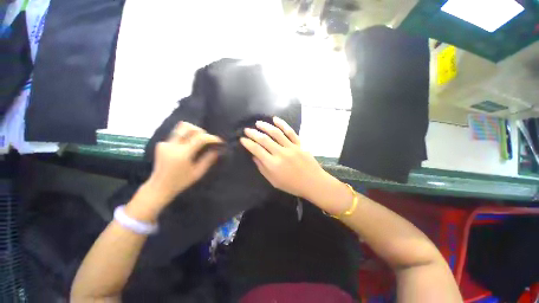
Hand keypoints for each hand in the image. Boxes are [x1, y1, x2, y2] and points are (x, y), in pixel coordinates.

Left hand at [146, 122, 222, 203]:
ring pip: (180, 128)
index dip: (211, 138)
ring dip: (192, 131)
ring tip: (198, 140)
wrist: (159, 186)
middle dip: (201, 131)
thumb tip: (217, 150)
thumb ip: (208, 160)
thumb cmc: (180, 182)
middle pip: (188, 127)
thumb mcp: (198, 173)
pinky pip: (176, 135)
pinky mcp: (161, 144)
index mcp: (182, 154)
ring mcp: (165, 144)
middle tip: (207, 139)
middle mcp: (172, 146)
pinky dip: (186, 137)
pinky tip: (188, 146)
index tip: (219, 141)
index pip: (200, 138)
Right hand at [240, 117, 331, 199]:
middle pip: (264, 139)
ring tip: (258, 123)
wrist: (313, 182)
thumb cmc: (292, 185)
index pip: (257, 150)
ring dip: (265, 126)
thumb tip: (254, 156)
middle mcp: (281, 153)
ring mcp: (291, 147)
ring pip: (276, 133)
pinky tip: (275, 119)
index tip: (242, 139)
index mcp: (273, 164)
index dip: (248, 143)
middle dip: (253, 133)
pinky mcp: (299, 144)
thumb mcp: (274, 181)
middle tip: (247, 129)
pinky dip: (282, 124)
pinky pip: (290, 132)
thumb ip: (263, 168)